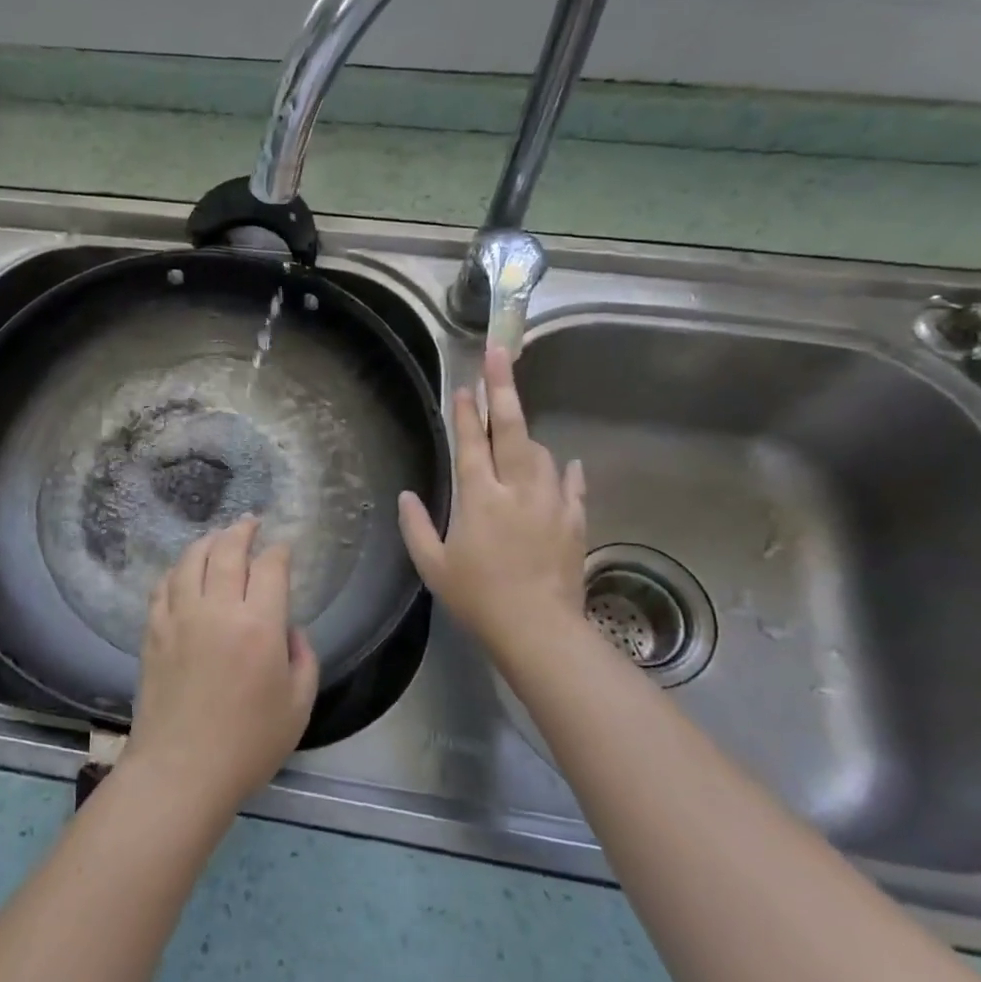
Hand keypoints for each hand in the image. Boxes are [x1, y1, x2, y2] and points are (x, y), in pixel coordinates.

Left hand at [123, 517, 319, 817]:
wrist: (181, 771)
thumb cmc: (248, 745)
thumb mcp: (298, 705)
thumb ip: (303, 657)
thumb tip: (287, 628)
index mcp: (258, 625)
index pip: (269, 567)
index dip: (278, 551)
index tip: (283, 548)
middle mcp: (217, 609)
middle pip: (227, 550)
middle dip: (242, 530)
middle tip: (250, 522)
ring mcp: (179, 616)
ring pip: (191, 559)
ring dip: (208, 541)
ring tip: (218, 537)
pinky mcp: (153, 630)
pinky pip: (164, 585)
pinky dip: (177, 569)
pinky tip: (184, 571)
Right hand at [398, 345, 590, 671]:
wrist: (539, 629)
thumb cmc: (478, 598)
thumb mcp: (433, 566)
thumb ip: (416, 526)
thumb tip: (406, 495)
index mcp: (479, 497)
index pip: (471, 443)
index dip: (466, 413)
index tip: (463, 387)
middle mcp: (517, 489)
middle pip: (511, 429)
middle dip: (503, 387)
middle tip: (500, 352)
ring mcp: (551, 502)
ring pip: (541, 452)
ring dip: (526, 434)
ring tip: (516, 426)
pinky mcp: (574, 520)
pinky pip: (572, 484)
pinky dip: (566, 471)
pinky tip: (567, 463)